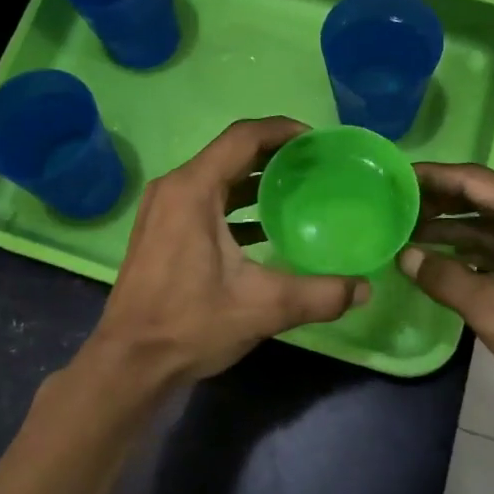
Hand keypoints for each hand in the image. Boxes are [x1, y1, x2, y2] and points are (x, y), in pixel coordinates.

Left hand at [84, 117, 369, 389]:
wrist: (130, 363)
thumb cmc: (190, 324)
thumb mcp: (262, 307)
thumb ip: (319, 295)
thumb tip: (364, 288)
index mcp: (193, 190)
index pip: (243, 138)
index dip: (281, 130)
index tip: (317, 139)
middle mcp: (174, 188)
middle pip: (230, 153)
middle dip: (273, 154)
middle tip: (315, 164)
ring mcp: (163, 209)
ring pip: (216, 178)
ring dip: (255, 179)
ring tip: (298, 189)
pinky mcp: (161, 231)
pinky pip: (204, 200)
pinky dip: (236, 203)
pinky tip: (265, 226)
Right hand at [398, 165, 493, 428]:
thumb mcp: (490, 305)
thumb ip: (442, 275)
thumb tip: (404, 256)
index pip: (472, 179)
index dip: (431, 176)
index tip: (392, 176)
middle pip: (479, 198)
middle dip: (436, 203)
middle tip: (390, 207)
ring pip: (486, 226)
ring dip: (448, 230)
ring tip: (402, 233)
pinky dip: (466, 253)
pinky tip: (433, 262)